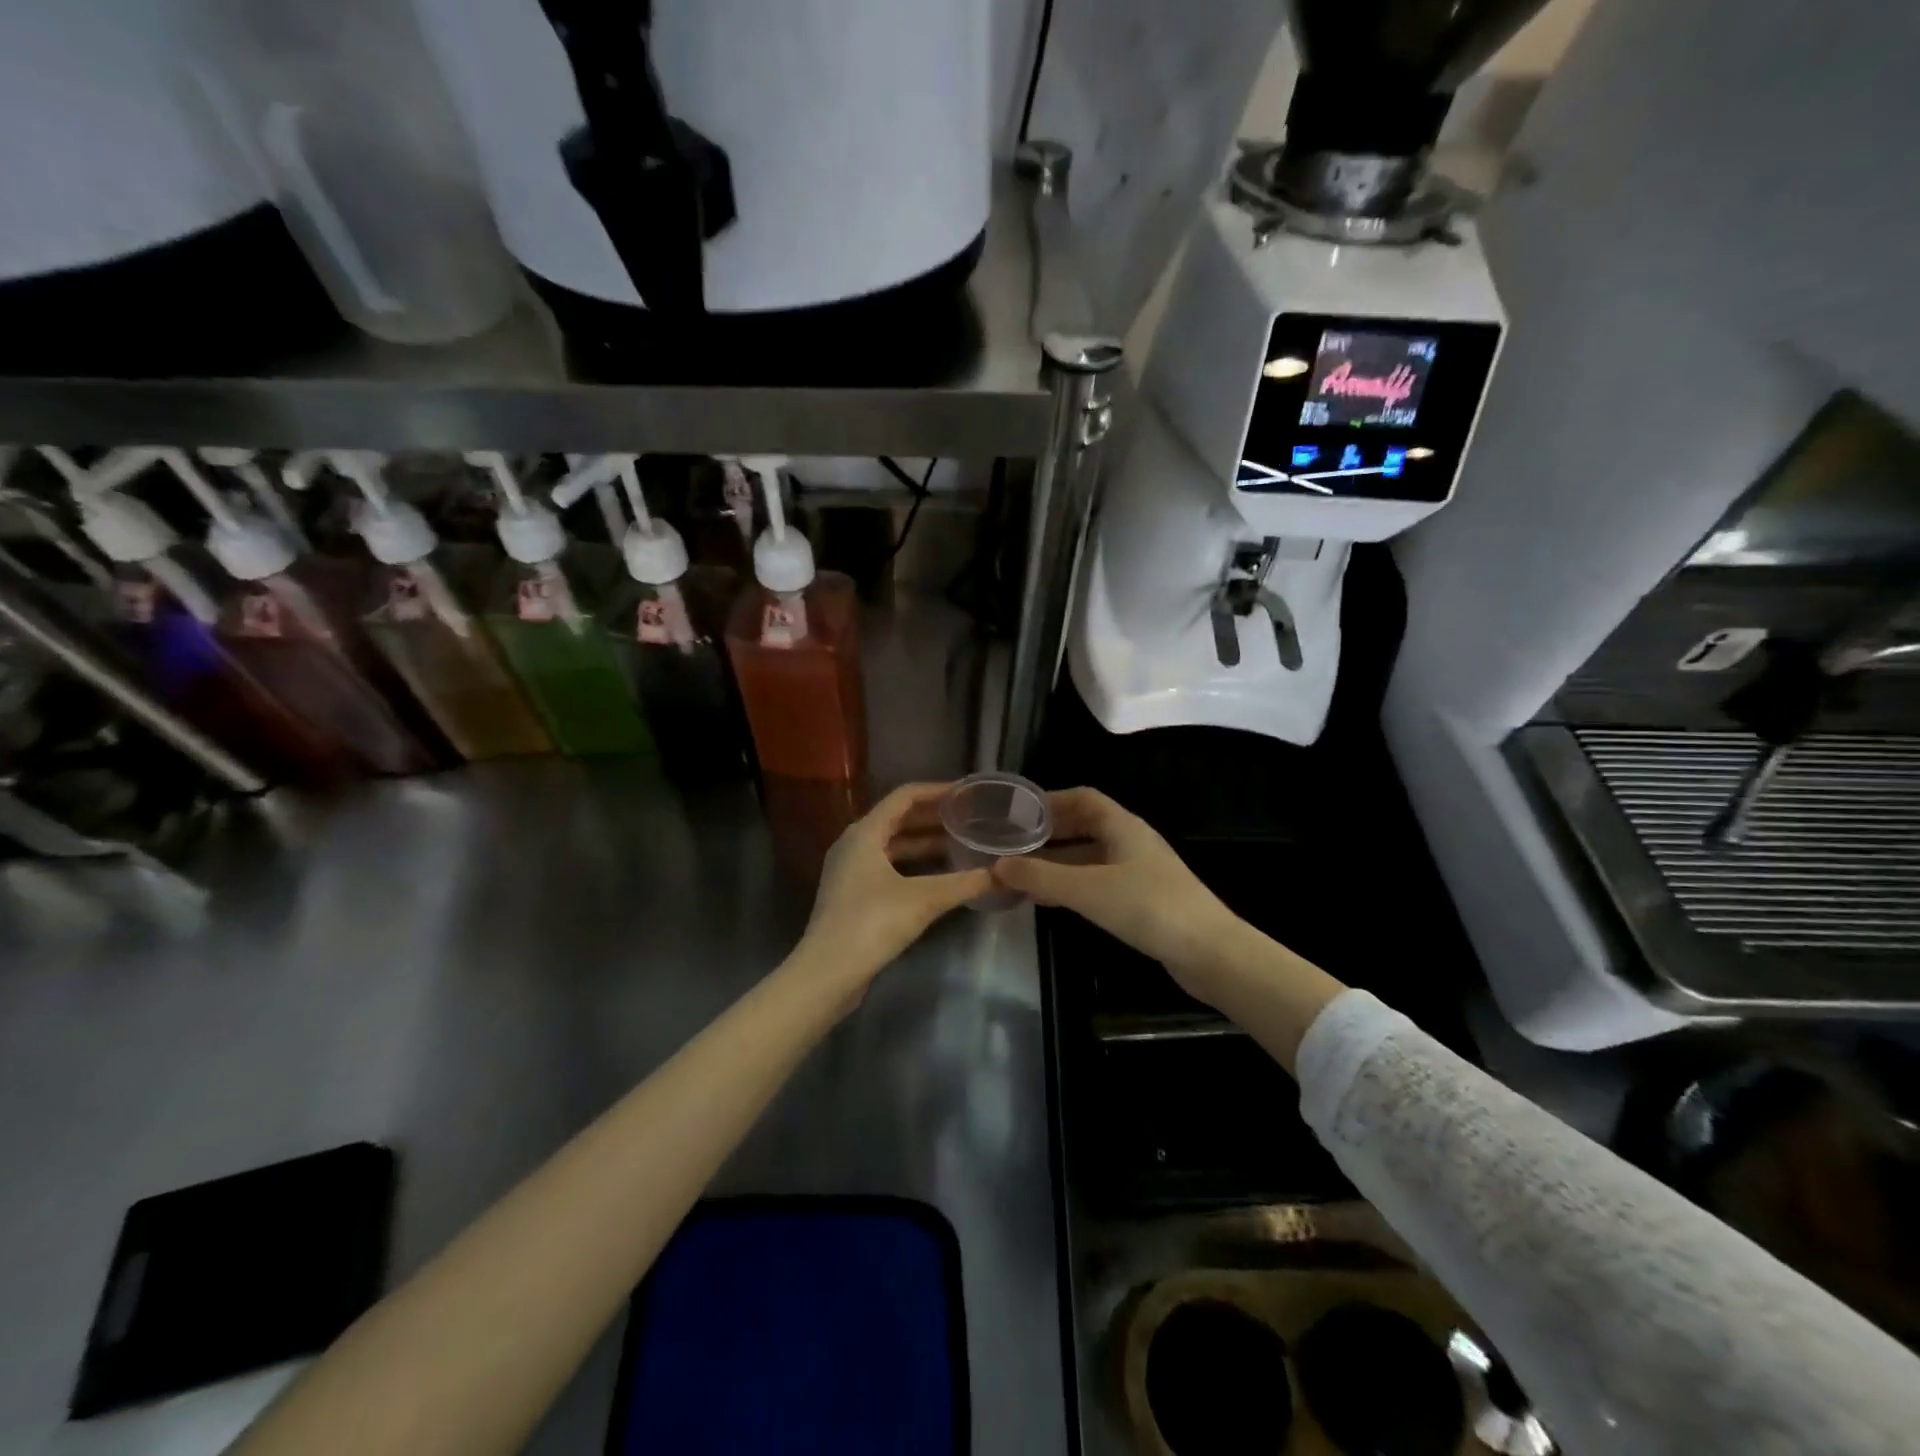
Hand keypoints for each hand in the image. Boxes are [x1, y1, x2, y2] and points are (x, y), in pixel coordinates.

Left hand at [795, 782, 991, 994]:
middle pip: (898, 819)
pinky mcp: (852, 895)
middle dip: (934, 818)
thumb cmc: (872, 923)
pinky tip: (938, 877)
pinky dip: (913, 865)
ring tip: (960, 845)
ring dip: (924, 843)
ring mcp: (850, 870)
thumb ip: (965, 883)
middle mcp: (854, 844)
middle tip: (969, 818)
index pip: (905, 796)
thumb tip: (1006, 874)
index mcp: (865, 832)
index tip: (966, 793)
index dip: (937, 791)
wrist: (826, 973)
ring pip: (892, 845)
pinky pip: (887, 866)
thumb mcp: (924, 900)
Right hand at [990, 787, 1246, 1007]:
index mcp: (1122, 826)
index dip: (1049, 801)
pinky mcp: (1141, 899)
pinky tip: (1050, 900)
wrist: (1210, 952)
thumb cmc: (1149, 908)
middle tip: (1011, 845)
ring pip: (1088, 857)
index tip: (1016, 812)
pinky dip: (1071, 885)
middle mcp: (1130, 842)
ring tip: (1020, 874)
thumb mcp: (1088, 890)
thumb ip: (1041, 877)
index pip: (1082, 798)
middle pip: (1083, 826)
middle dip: (1048, 834)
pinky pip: (1097, 882)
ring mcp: (1138, 871)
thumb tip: (996, 866)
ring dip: (1056, 863)